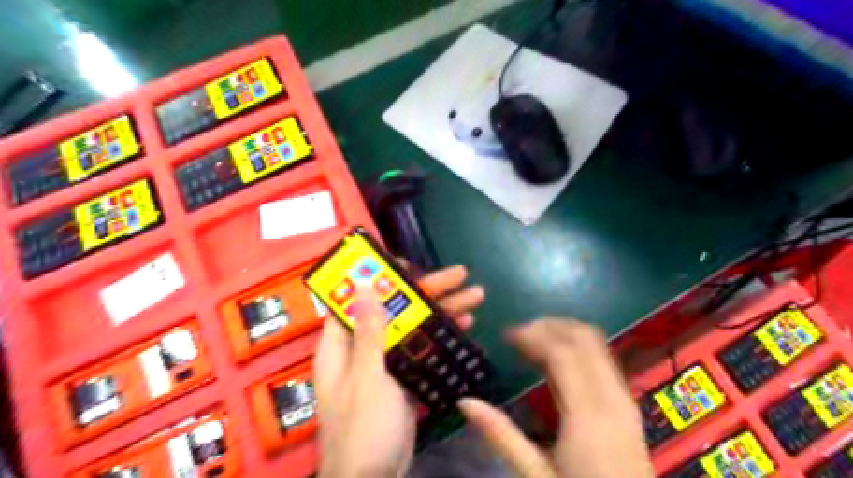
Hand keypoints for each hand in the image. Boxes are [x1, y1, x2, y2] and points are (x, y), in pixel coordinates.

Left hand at [314, 265, 485, 477]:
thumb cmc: (362, 427)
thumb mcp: (366, 376)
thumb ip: (368, 332)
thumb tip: (361, 286)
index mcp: (342, 344)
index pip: (355, 299)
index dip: (377, 277)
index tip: (404, 262)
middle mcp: (363, 347)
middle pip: (395, 309)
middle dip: (428, 291)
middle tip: (459, 275)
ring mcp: (385, 361)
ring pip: (413, 326)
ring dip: (442, 311)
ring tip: (475, 294)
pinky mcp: (403, 376)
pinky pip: (422, 348)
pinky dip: (442, 336)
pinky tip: (466, 325)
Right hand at [460, 317, 654, 476]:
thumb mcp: (536, 475)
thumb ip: (501, 435)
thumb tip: (465, 402)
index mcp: (589, 414)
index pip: (562, 352)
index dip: (532, 335)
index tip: (505, 334)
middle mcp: (612, 397)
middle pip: (584, 338)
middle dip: (548, 326)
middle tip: (517, 334)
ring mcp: (624, 398)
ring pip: (596, 344)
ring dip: (563, 333)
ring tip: (531, 341)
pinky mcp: (626, 405)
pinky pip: (601, 359)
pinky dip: (576, 347)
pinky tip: (554, 361)